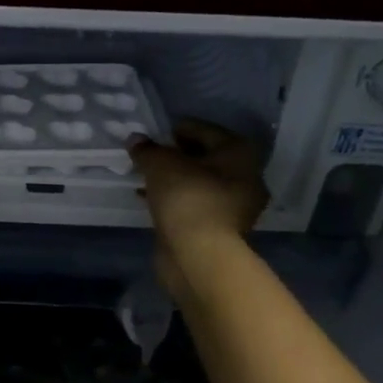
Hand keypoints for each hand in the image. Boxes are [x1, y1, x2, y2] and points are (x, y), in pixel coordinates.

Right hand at [127, 120, 267, 294]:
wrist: (199, 254)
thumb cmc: (187, 197)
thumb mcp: (160, 164)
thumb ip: (147, 149)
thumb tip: (136, 140)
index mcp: (240, 153)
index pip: (205, 130)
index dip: (178, 129)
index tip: (156, 133)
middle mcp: (246, 177)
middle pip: (206, 158)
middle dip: (177, 156)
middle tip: (151, 155)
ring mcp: (236, 207)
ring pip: (199, 184)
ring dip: (175, 180)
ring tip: (146, 177)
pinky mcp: (220, 229)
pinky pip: (194, 204)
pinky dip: (175, 200)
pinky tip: (150, 199)